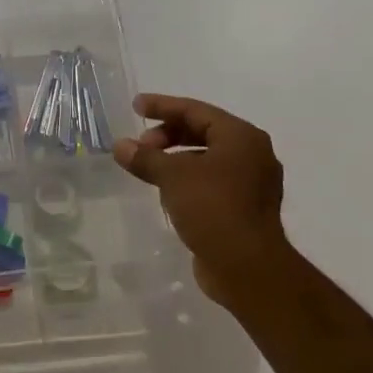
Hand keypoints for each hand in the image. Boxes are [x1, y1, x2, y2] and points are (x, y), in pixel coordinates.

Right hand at [111, 93, 295, 309]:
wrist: (247, 266)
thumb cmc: (213, 208)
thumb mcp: (172, 177)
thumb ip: (145, 157)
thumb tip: (120, 146)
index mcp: (241, 137)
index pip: (196, 110)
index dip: (163, 106)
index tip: (136, 106)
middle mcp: (252, 154)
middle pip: (204, 132)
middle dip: (168, 134)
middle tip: (141, 145)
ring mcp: (251, 183)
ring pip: (207, 158)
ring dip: (176, 158)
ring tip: (149, 168)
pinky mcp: (244, 207)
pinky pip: (211, 181)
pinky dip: (188, 178)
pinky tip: (167, 191)